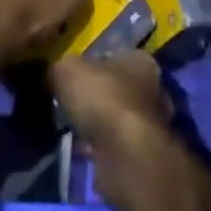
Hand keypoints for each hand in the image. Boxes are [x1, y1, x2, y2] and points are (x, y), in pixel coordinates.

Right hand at [49, 53, 177, 210]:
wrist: (125, 155)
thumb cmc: (103, 99)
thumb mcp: (68, 70)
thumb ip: (62, 67)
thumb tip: (59, 74)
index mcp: (140, 61)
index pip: (113, 56)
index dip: (90, 64)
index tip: (70, 77)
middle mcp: (152, 89)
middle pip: (116, 88)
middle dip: (94, 97)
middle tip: (68, 104)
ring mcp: (150, 124)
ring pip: (115, 118)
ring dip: (96, 124)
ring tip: (70, 129)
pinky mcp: (142, 154)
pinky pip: (113, 145)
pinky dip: (98, 147)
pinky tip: (80, 150)